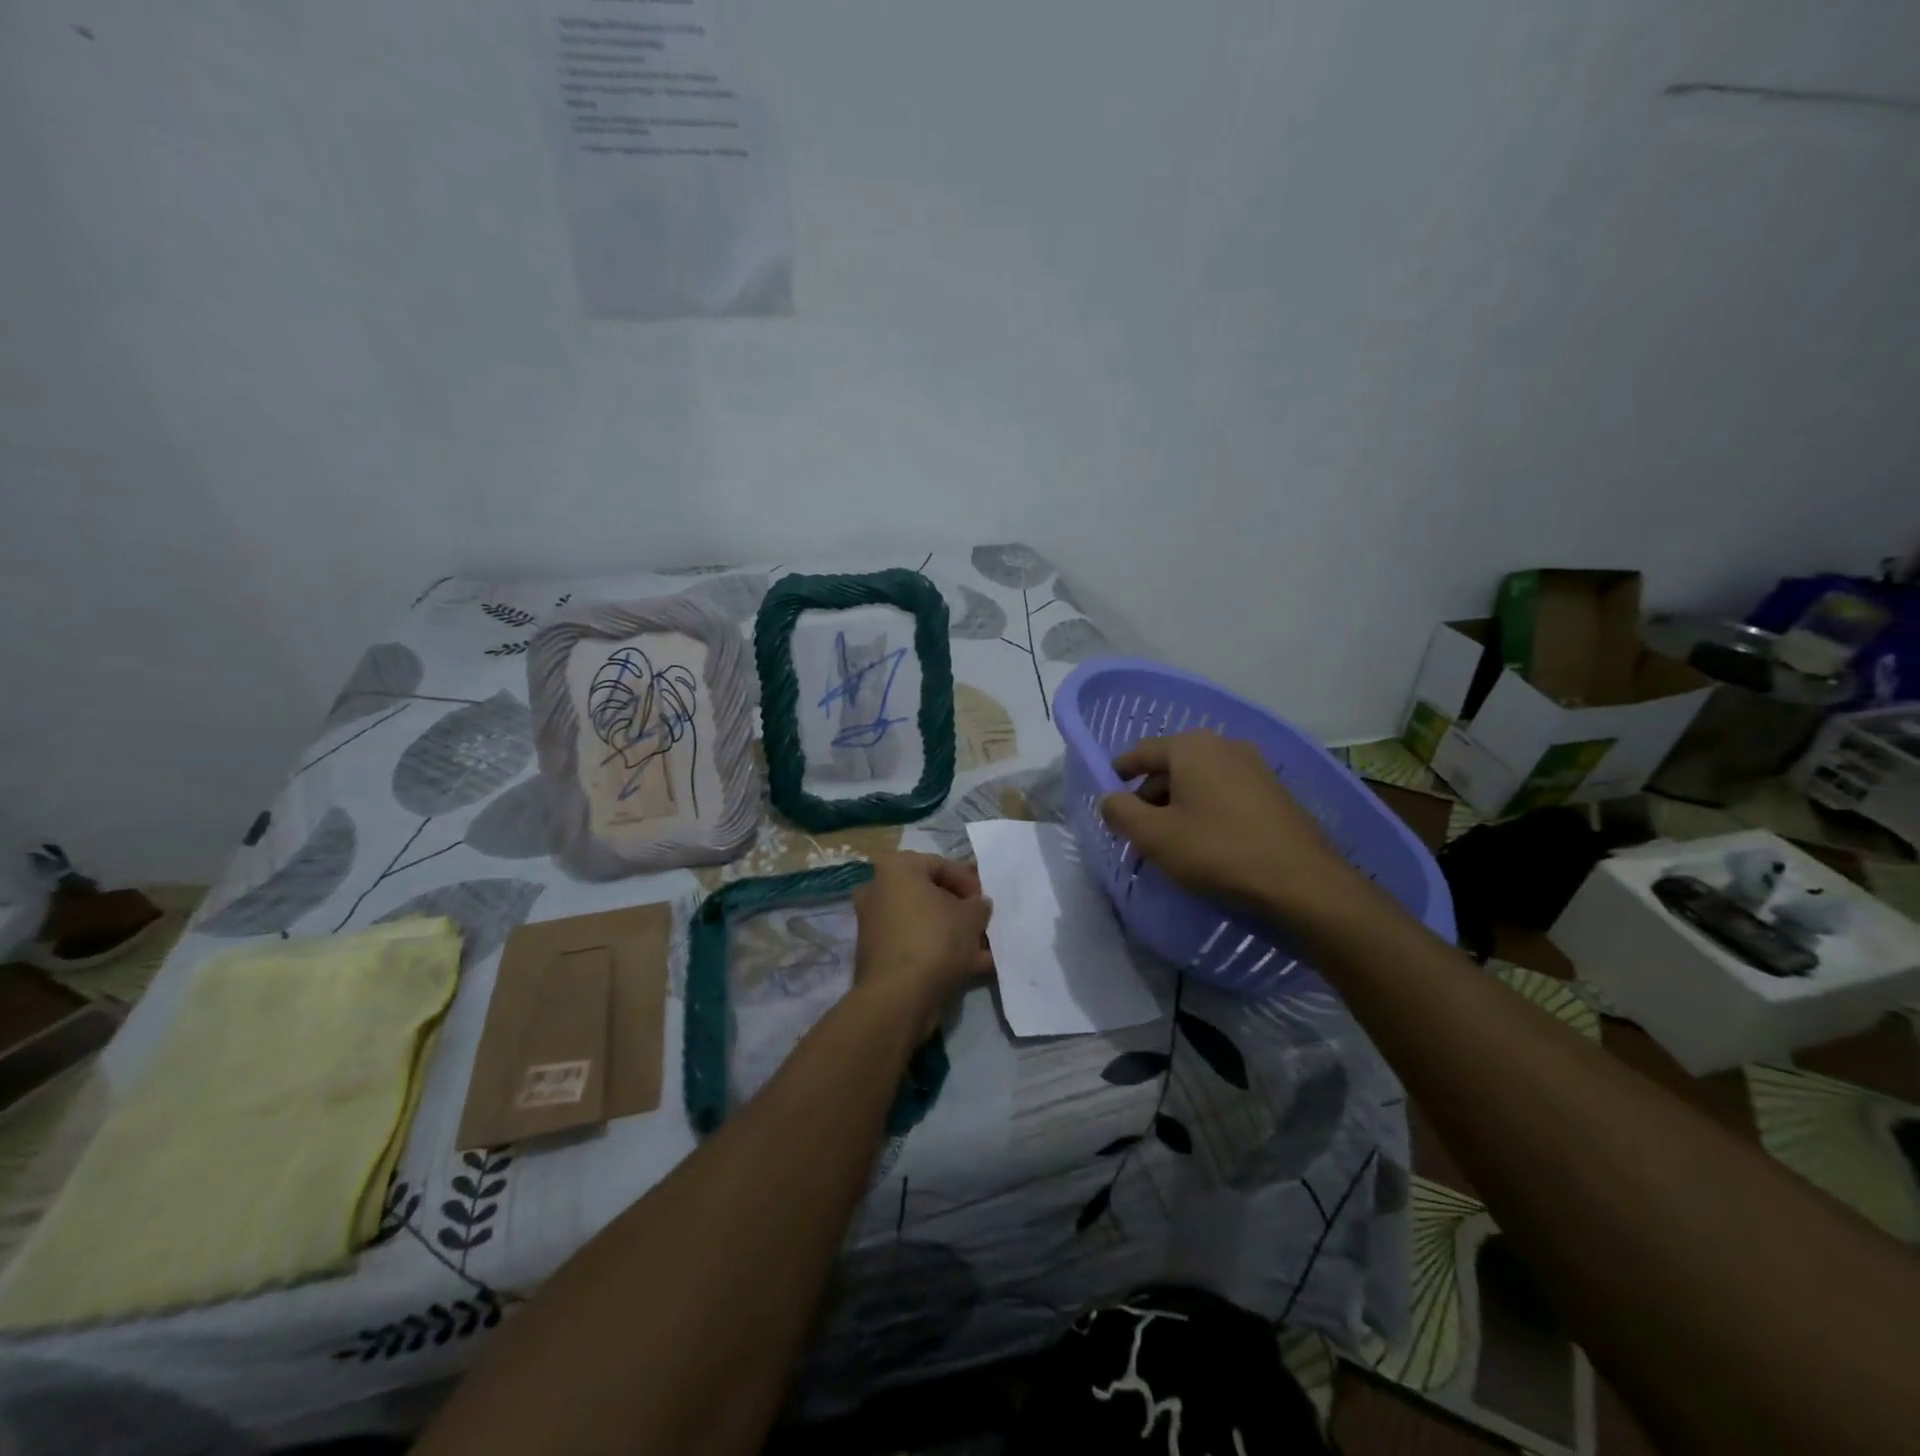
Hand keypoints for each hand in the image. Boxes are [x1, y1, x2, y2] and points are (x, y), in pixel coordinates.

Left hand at [852, 853, 993, 1036]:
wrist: (899, 996)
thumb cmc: (935, 939)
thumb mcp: (971, 916)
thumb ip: (979, 905)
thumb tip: (978, 905)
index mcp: (896, 868)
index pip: (940, 864)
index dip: (969, 881)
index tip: (985, 901)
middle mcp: (878, 891)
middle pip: (930, 895)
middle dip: (960, 911)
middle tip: (983, 924)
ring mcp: (875, 925)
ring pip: (924, 923)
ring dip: (954, 934)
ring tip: (984, 950)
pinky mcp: (878, 956)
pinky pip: (916, 946)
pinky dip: (940, 953)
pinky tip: (971, 968)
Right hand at [1098, 733, 1358, 920]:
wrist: (1303, 884)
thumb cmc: (1218, 851)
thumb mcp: (1155, 836)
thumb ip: (1121, 812)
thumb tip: (1110, 799)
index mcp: (1192, 746)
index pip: (1142, 752)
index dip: (1119, 772)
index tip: (1107, 793)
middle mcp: (1224, 746)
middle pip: (1172, 766)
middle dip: (1150, 795)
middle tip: (1137, 829)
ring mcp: (1255, 768)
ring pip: (1201, 781)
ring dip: (1178, 805)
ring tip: (1170, 841)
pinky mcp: (1275, 794)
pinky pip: (1226, 794)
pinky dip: (1206, 811)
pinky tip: (1206, 843)